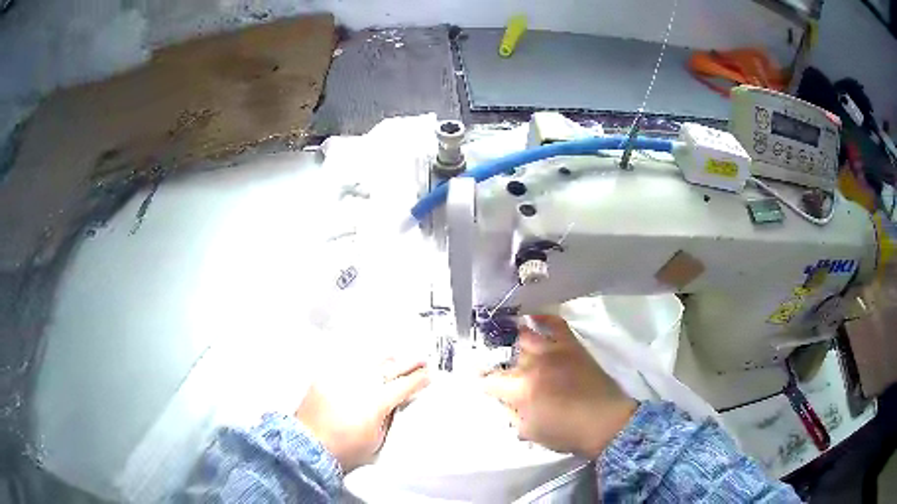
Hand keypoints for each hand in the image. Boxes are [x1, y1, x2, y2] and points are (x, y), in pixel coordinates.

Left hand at [295, 357, 429, 471]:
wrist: (309, 445)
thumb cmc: (345, 450)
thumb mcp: (376, 439)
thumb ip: (387, 418)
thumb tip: (392, 404)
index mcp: (376, 403)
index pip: (403, 386)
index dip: (418, 380)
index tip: (427, 375)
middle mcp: (359, 385)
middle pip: (389, 369)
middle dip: (408, 364)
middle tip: (421, 360)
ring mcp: (341, 379)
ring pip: (368, 363)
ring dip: (385, 361)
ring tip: (396, 358)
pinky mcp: (325, 378)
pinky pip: (347, 366)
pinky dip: (360, 366)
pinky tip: (367, 365)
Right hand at [483, 315, 635, 458]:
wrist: (605, 422)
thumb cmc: (566, 433)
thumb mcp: (530, 432)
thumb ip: (512, 414)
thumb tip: (506, 401)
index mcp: (520, 389)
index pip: (490, 381)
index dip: (484, 385)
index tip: (485, 387)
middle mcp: (533, 364)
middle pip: (508, 356)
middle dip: (502, 364)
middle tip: (505, 373)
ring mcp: (553, 351)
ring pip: (526, 337)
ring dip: (517, 344)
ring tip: (514, 347)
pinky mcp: (571, 346)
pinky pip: (555, 323)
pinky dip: (543, 318)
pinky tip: (533, 318)